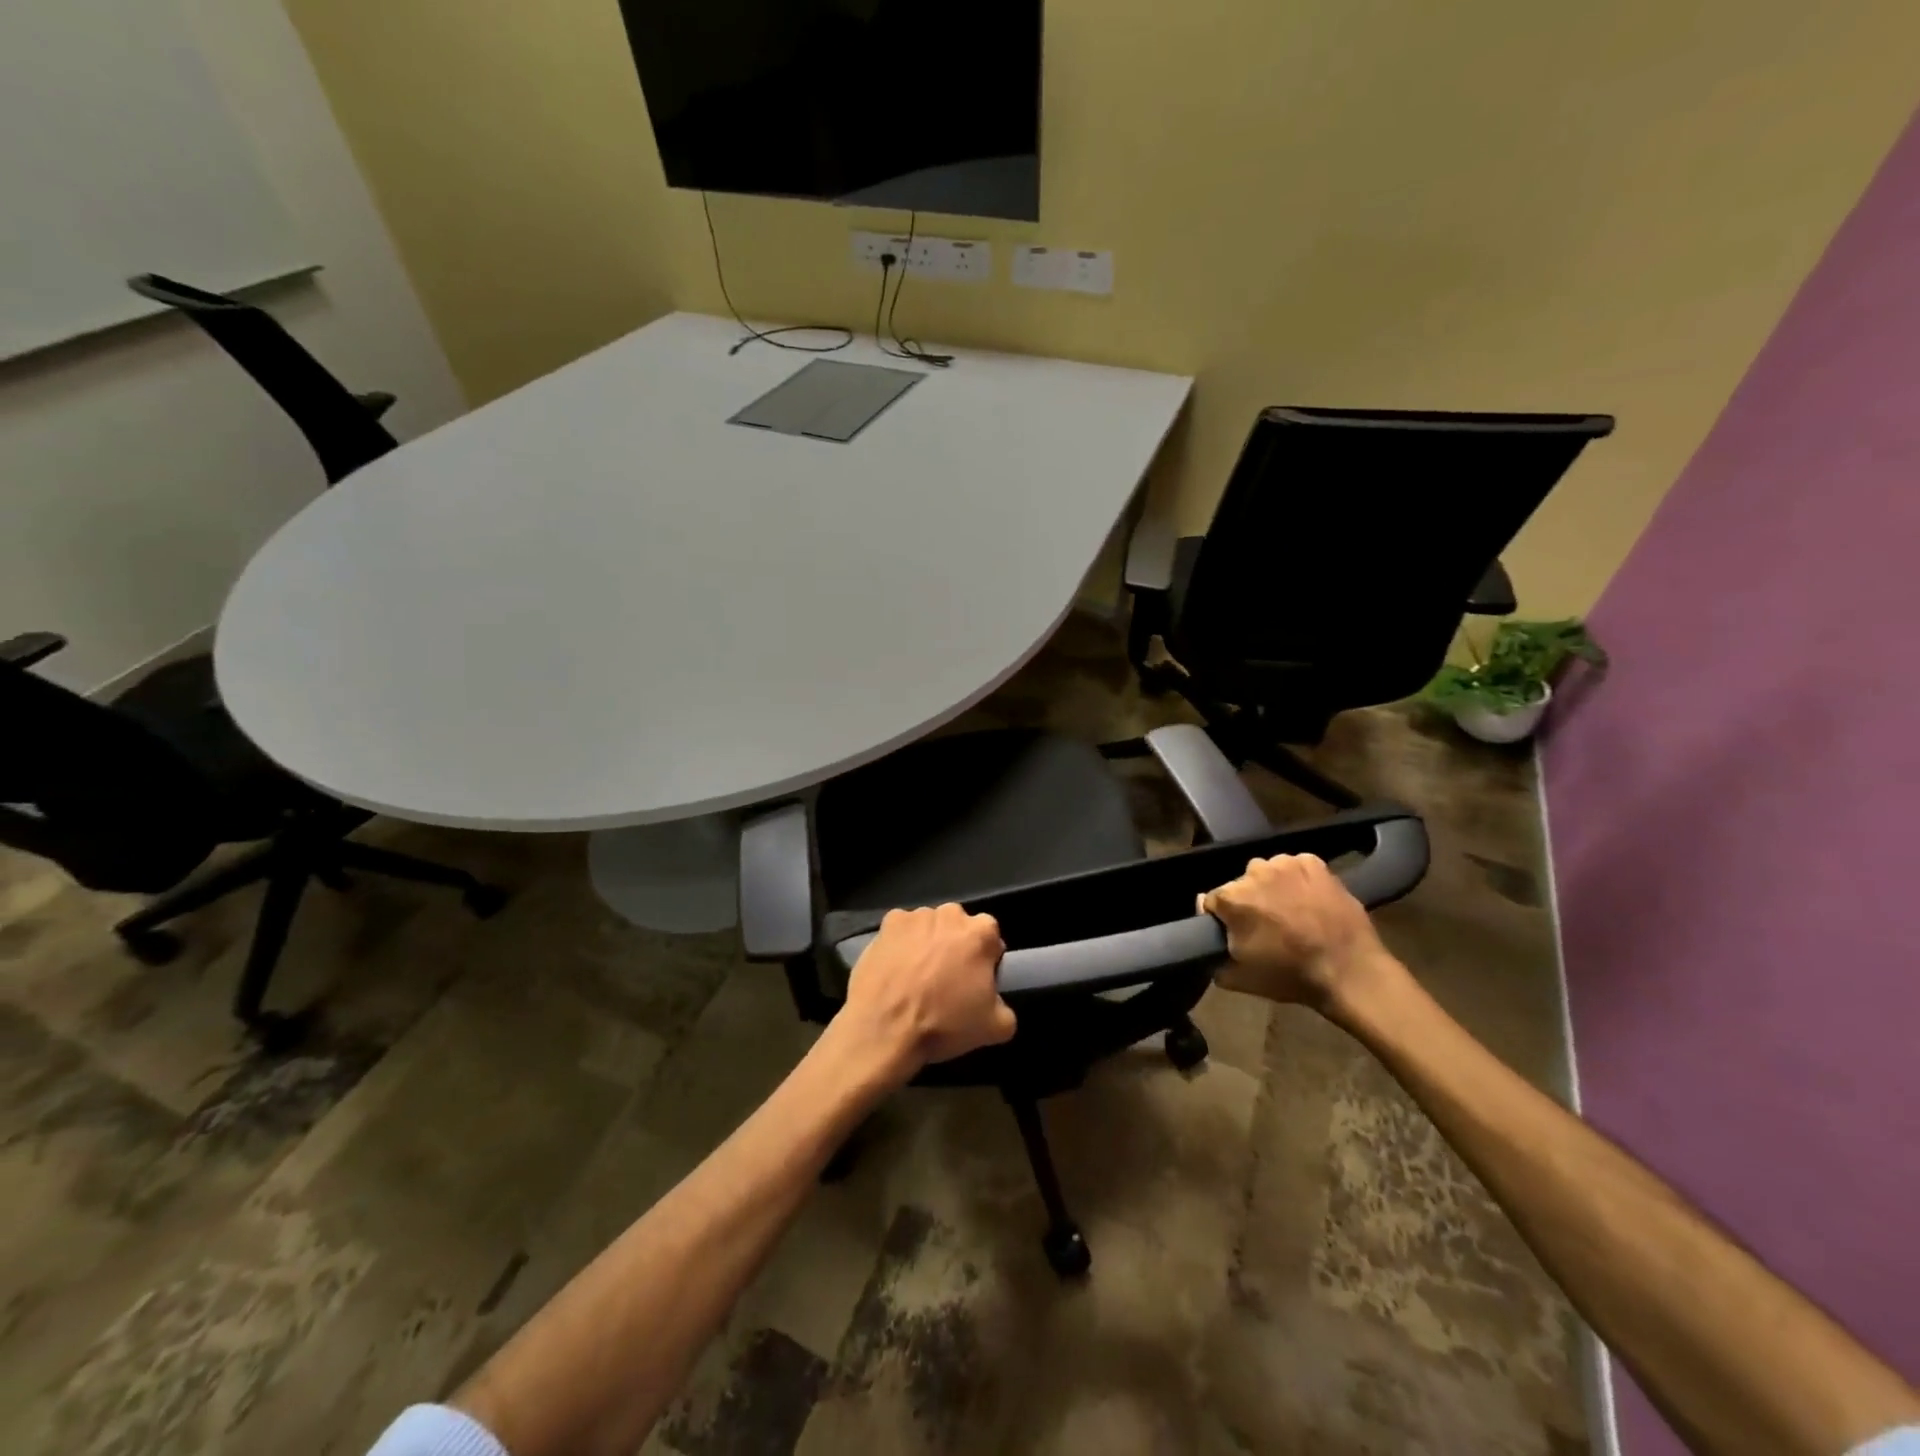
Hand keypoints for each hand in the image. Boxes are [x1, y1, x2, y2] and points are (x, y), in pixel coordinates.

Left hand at [838, 904, 1015, 1079]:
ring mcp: (916, 915)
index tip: (975, 981)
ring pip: (930, 927)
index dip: (986, 960)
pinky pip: (901, 930)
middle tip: (946, 979)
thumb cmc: (943, 1023)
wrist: (885, 1028)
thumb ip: (1006, 1007)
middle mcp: (950, 914)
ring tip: (917, 976)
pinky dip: (901, 943)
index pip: (991, 938)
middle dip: (956, 946)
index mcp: (981, 932)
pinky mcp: (887, 923)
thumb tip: (996, 1001)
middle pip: (959, 927)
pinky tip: (896, 968)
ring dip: (928, 943)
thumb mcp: (995, 1028)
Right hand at [1200, 853, 1399, 1010]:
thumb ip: (1213, 960)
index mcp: (1231, 898)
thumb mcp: (1239, 979)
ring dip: (1272, 888)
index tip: (1235, 933)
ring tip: (1290, 912)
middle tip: (1266, 926)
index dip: (1221, 919)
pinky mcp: (1314, 863)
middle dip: (1248, 901)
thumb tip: (1206, 946)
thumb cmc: (1290, 976)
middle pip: (1240, 885)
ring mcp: (1286, 864)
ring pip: (1267, 872)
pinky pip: (1296, 867)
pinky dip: (1298, 879)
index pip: (1211, 901)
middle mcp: (1254, 872)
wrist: (1349, 971)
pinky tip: (1309, 900)